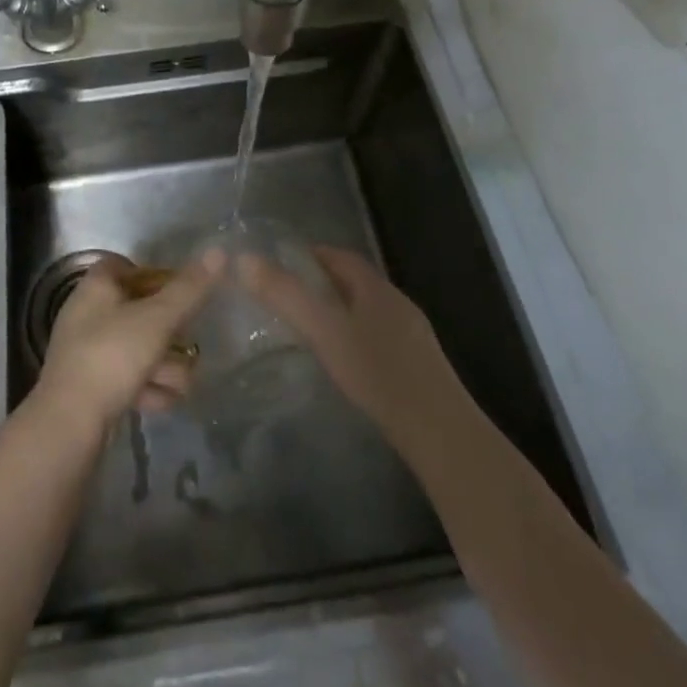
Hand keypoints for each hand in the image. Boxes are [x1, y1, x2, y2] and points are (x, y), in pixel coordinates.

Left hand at [33, 249, 224, 434]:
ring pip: (136, 348)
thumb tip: (218, 251)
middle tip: (190, 344)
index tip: (181, 293)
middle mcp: (87, 313)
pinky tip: (163, 403)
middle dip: (169, 332)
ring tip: (183, 384)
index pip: (124, 265)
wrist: (70, 424)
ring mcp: (87, 352)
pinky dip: (147, 387)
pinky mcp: (89, 386)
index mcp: (96, 287)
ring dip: (164, 366)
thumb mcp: (158, 319)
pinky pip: (126, 377)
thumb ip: (189, 289)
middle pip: (137, 310)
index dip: (155, 275)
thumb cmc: (113, 356)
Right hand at [237, 245, 461, 456]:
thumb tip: (246, 259)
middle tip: (289, 294)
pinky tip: (347, 362)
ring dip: (341, 310)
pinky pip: (380, 337)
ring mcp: (412, 335)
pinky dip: (357, 336)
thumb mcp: (324, 331)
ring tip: (312, 327)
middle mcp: (397, 303)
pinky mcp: (419, 366)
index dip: (312, 254)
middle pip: (355, 282)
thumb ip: (286, 295)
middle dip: (323, 281)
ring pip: (369, 311)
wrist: (440, 433)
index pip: (341, 256)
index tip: (283, 261)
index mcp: (376, 288)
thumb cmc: (378, 373)